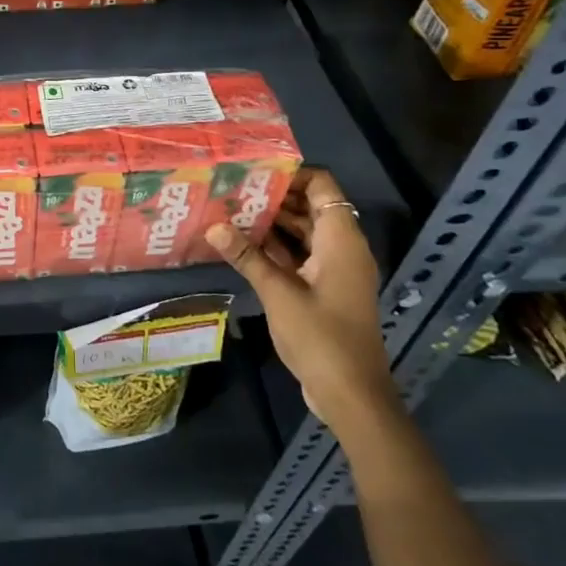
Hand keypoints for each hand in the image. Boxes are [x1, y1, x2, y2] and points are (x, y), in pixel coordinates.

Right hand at [206, 167, 398, 438]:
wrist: (351, 395)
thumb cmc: (321, 337)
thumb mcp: (278, 292)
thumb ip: (246, 255)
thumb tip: (214, 225)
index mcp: (341, 240)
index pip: (322, 186)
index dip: (291, 174)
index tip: (253, 170)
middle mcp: (342, 248)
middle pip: (310, 206)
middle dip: (274, 196)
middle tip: (231, 188)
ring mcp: (334, 270)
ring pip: (303, 232)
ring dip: (271, 223)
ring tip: (229, 210)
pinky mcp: (325, 289)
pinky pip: (300, 255)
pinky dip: (276, 247)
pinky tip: (241, 244)